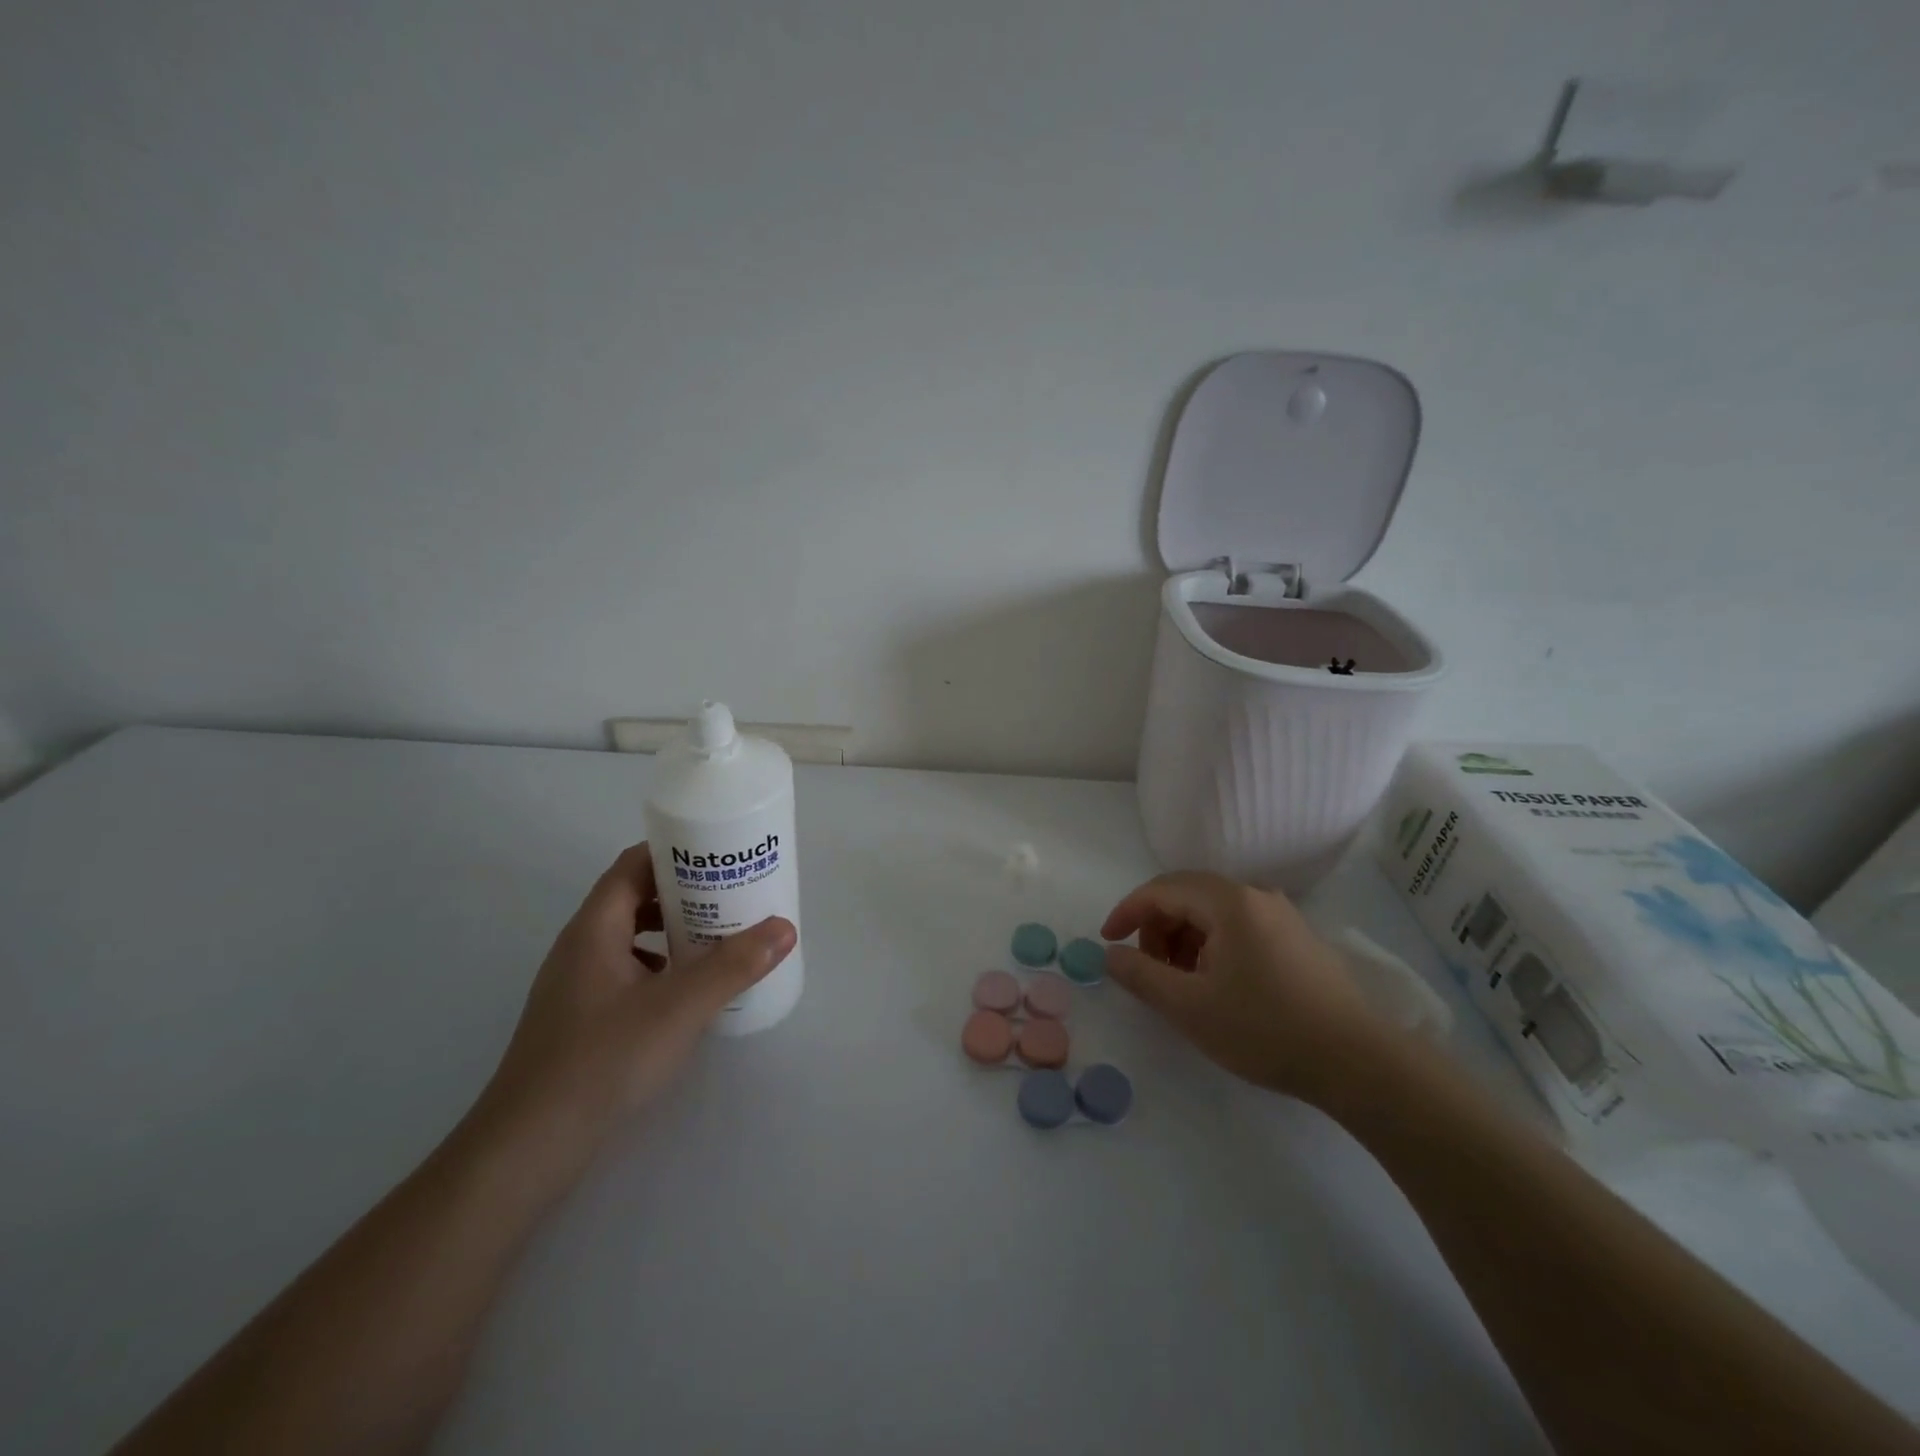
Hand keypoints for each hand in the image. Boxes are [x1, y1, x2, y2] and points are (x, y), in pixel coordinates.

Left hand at [468, 843, 796, 1180]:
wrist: (528, 1148)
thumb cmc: (603, 1061)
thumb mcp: (680, 1008)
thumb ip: (734, 966)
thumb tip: (785, 927)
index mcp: (594, 929)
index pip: (632, 865)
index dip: (674, 852)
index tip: (719, 854)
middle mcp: (580, 947)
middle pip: (633, 898)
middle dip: (683, 892)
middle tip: (732, 895)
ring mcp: (575, 986)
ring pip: (629, 938)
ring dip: (671, 930)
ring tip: (717, 938)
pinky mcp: (579, 1020)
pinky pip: (625, 972)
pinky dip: (659, 966)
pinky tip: (685, 992)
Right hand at [1101, 871, 1380, 1104]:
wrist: (1358, 1062)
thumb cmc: (1265, 1029)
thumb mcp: (1190, 1007)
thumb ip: (1142, 975)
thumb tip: (1111, 955)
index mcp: (1229, 902)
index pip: (1162, 889)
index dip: (1128, 912)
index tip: (1108, 942)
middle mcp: (1256, 896)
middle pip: (1188, 895)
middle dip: (1157, 927)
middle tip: (1147, 968)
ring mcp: (1282, 916)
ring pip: (1214, 913)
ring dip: (1184, 939)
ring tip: (1181, 983)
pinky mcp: (1297, 939)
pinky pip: (1239, 927)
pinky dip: (1212, 946)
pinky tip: (1217, 985)